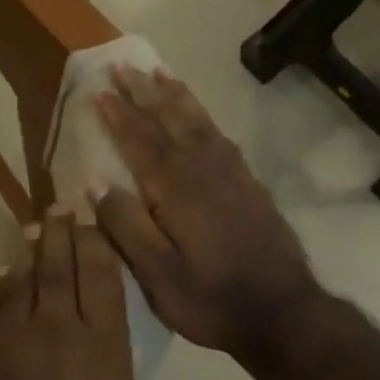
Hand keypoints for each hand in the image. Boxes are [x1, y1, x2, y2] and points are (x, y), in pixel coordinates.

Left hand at [0, 210, 166, 379]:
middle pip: (60, 269)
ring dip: (30, 253)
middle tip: (61, 206)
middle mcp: (54, 329)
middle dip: (62, 234)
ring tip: (34, 230)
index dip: (97, 247)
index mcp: (100, 350)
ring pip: (22, 280)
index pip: (102, 282)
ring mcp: (7, 335)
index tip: (92, 222)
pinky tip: (1, 278)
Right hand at [93, 67, 324, 363]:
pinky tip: (198, 114)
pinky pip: (219, 136)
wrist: (284, 314)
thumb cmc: (211, 299)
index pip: (141, 142)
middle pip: (169, 121)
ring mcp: (231, 175)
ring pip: (198, 123)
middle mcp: (204, 171)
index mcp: (176, 190)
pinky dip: (203, 116)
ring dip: (175, 96)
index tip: (98, 91)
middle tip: (123, 65)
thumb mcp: (158, 274)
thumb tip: (94, 183)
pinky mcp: (249, 185)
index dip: (118, 116)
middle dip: (144, 92)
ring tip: (159, 72)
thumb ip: (126, 226)